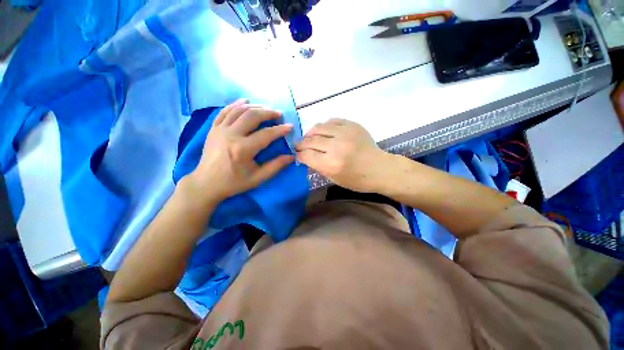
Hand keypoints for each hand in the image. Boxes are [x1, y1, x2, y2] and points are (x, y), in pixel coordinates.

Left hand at [184, 99, 293, 204]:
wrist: (206, 183)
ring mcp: (220, 130)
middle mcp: (231, 135)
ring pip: (239, 110)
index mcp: (243, 149)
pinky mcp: (213, 128)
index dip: (280, 130)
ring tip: (266, 108)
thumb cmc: (234, 182)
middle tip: (279, 114)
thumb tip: (291, 157)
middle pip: (252, 116)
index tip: (290, 126)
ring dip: (255, 107)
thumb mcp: (258, 178)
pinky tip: (245, 101)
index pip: (266, 134)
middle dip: (268, 113)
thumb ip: (276, 166)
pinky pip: (225, 111)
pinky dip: (236, 104)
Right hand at [296, 118, 390, 192]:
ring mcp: (345, 133)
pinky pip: (332, 121)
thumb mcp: (335, 179)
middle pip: (310, 140)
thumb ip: (318, 167)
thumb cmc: (357, 180)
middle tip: (299, 146)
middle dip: (301, 144)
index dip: (299, 154)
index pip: (307, 155)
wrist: (380, 169)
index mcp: (331, 164)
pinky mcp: (352, 125)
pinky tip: (324, 132)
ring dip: (310, 133)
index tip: (297, 155)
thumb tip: (306, 157)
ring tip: (310, 138)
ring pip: (319, 127)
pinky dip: (324, 126)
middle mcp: (336, 146)